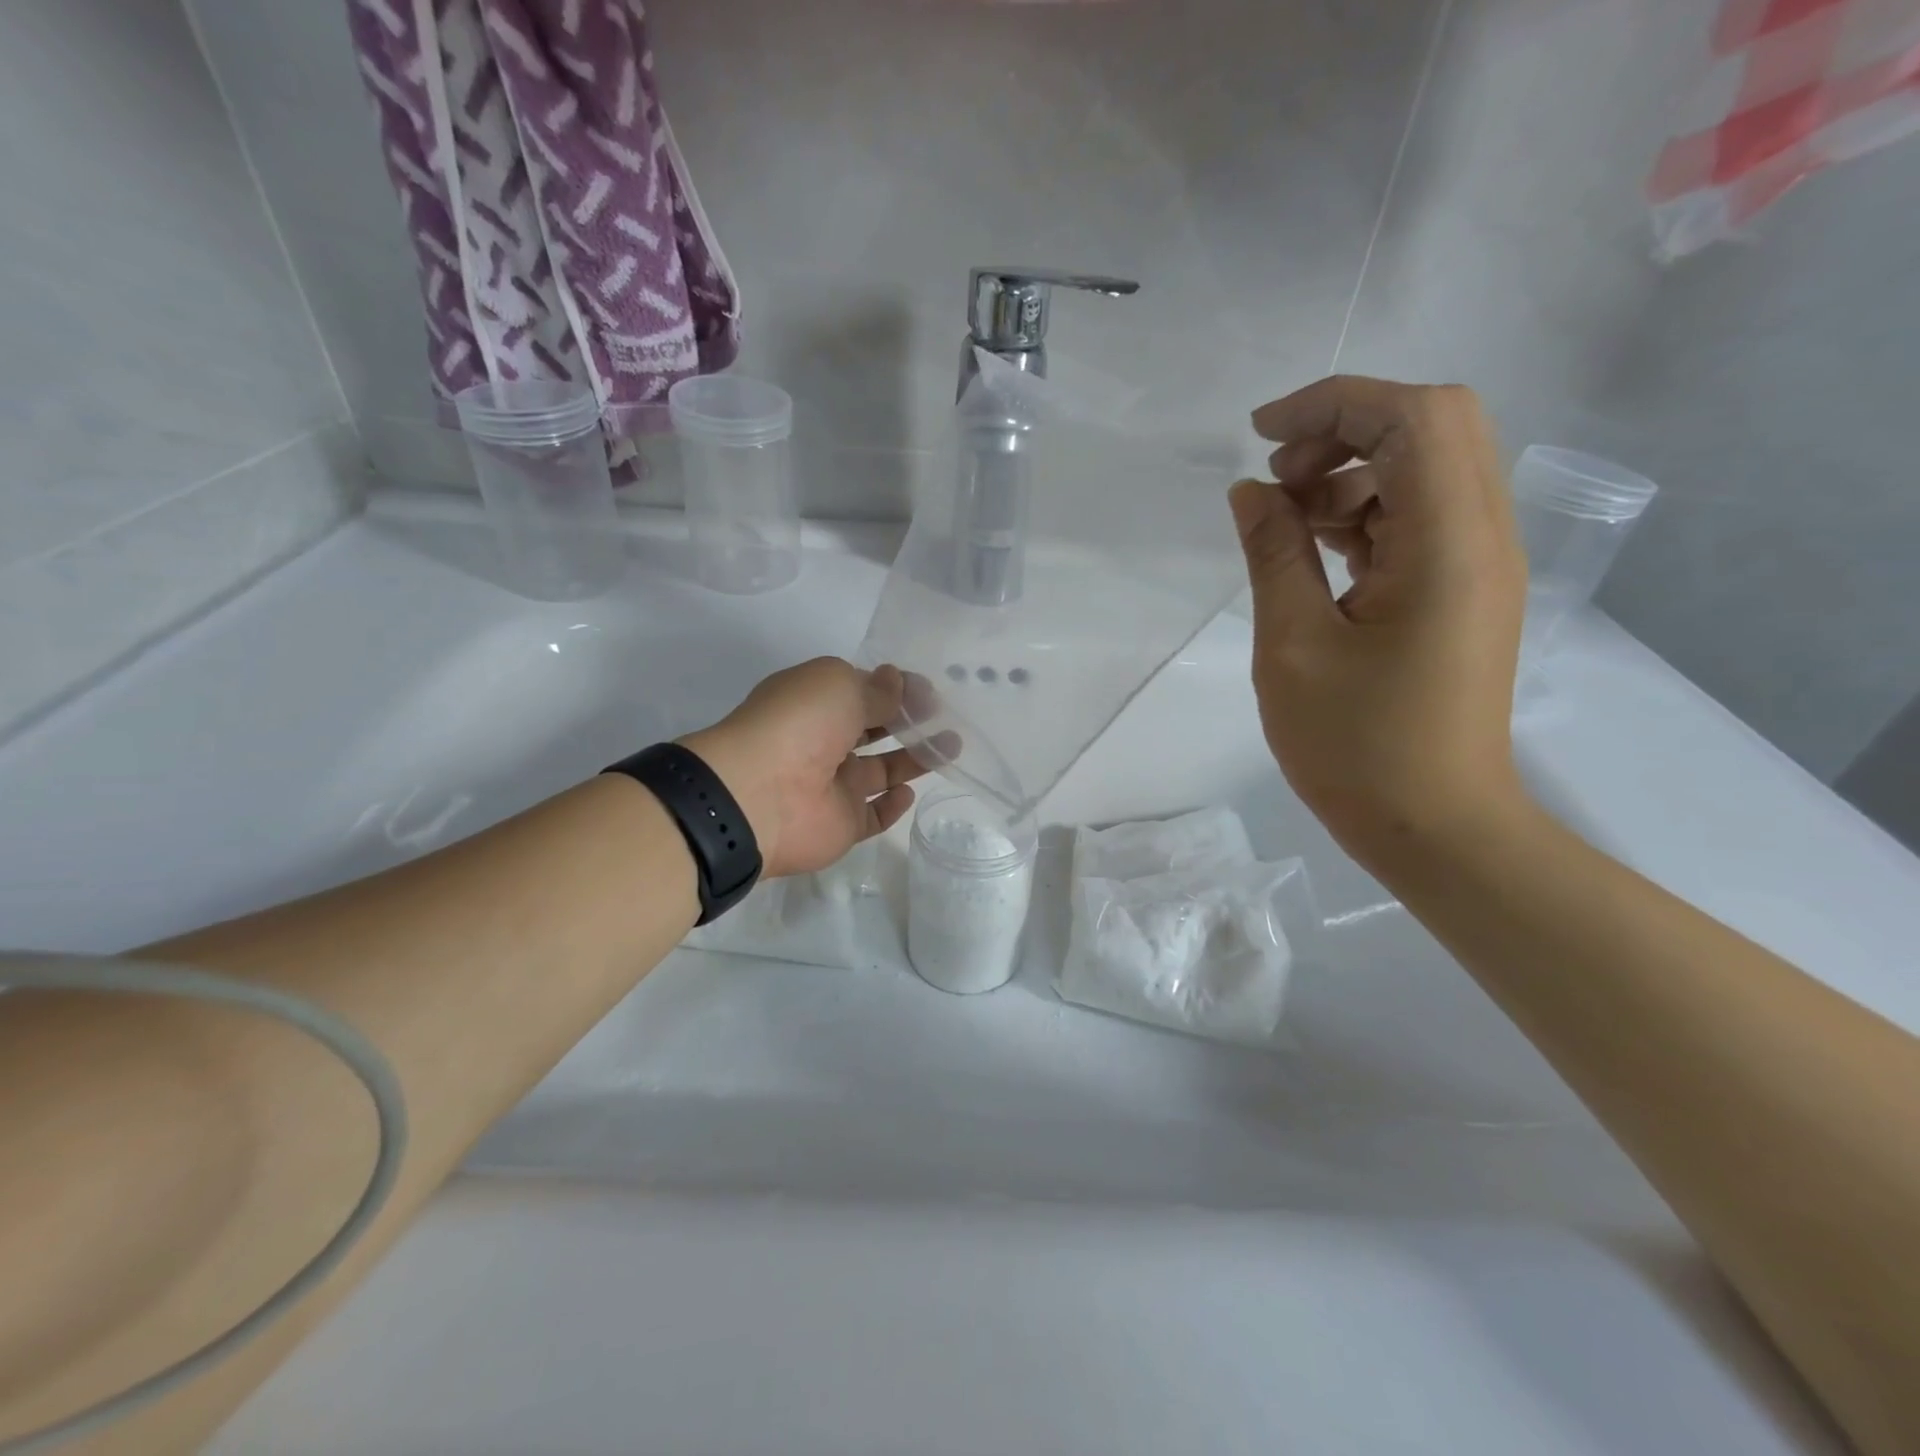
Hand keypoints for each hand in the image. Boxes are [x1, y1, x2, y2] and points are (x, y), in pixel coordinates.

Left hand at [680, 658, 927, 878]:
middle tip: (945, 719)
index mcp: (815, 704)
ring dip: (914, 759)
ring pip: (881, 771)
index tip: (929, 692)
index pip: (862, 692)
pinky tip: (910, 791)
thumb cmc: (799, 725)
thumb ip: (876, 689)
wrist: (760, 795)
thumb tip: (898, 681)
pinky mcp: (842, 825)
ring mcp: (833, 787)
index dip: (895, 690)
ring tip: (950, 746)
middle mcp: (823, 743)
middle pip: (874, 730)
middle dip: (908, 722)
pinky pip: (873, 815)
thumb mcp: (840, 686)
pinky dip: (893, 805)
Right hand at [1230, 377, 1528, 864]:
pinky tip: (1315, 551)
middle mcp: (1483, 538)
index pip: (1415, 417)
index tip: (1260, 434)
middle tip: (1276, 477)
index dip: (1334, 403)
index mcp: (1448, 545)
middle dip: (1347, 428)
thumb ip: (1273, 555)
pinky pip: (1421, 520)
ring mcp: (1479, 566)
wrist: (1436, 826)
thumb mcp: (1293, 647)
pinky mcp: (1464, 593)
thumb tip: (1251, 490)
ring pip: (1428, 470)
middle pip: (1434, 426)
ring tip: (1286, 520)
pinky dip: (1367, 514)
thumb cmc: (1357, 746)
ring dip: (1354, 471)